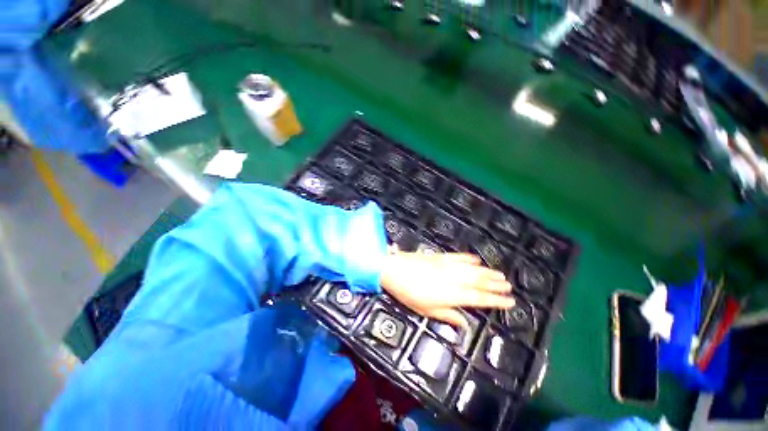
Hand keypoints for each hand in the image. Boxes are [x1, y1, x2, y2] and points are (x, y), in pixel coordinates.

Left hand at [380, 250, 514, 327]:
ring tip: (500, 274)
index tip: (509, 301)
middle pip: (479, 282)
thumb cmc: (408, 292)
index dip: (496, 300)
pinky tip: (476, 259)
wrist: (394, 269)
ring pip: (473, 269)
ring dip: (487, 272)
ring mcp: (447, 266)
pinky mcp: (440, 257)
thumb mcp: (426, 311)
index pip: (479, 298)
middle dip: (495, 284)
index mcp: (452, 295)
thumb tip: (463, 324)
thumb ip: (447, 316)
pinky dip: (469, 258)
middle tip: (509, 286)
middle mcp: (453, 279)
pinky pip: (458, 257)